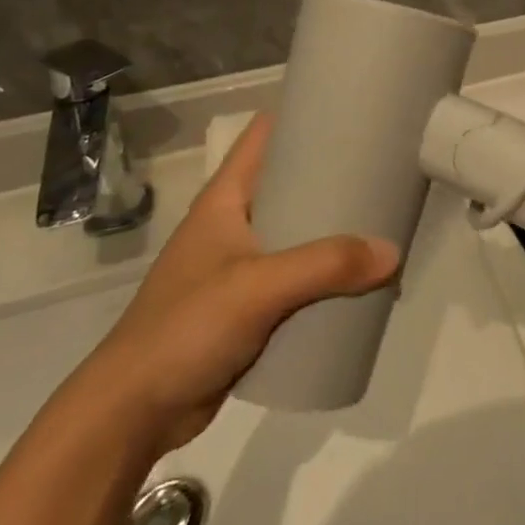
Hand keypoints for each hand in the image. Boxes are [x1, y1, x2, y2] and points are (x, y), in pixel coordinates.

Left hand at [73, 114, 399, 454]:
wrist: (131, 415)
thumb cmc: (185, 328)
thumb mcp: (258, 287)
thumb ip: (326, 266)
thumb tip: (393, 254)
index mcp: (224, 200)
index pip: (264, 136)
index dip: (302, 114)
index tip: (352, 109)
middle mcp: (233, 225)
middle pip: (289, 183)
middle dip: (334, 175)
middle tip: (384, 167)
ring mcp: (239, 268)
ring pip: (296, 233)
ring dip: (333, 229)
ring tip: (382, 219)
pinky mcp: (247, 308)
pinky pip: (296, 277)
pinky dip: (325, 273)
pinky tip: (357, 277)